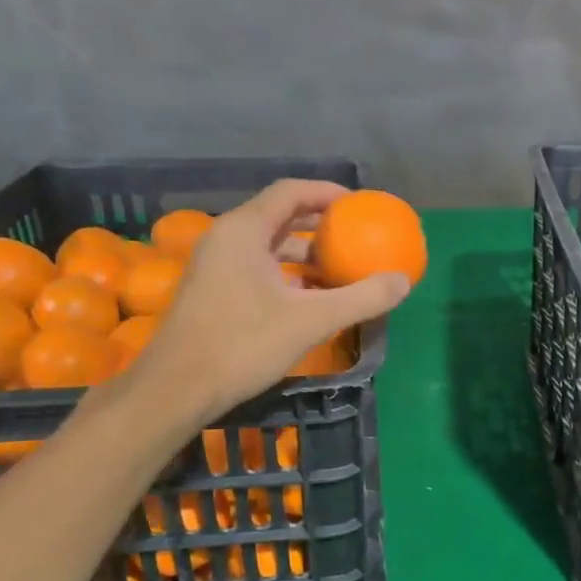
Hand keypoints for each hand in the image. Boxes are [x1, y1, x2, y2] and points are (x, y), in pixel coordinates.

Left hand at [129, 180, 410, 420]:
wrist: (177, 389)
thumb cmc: (243, 345)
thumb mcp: (312, 321)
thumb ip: (362, 298)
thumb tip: (402, 281)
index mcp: (245, 231)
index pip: (291, 192)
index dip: (329, 193)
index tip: (361, 206)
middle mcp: (227, 239)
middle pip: (280, 216)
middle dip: (321, 224)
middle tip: (356, 235)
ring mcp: (216, 266)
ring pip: (269, 245)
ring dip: (306, 253)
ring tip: (341, 269)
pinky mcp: (214, 291)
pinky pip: (259, 267)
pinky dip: (289, 274)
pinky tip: (312, 298)